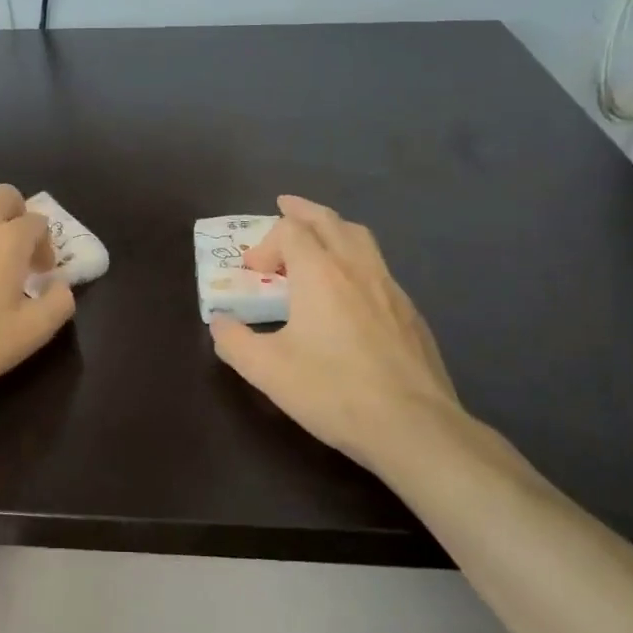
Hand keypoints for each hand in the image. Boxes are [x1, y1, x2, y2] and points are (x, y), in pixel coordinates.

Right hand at [210, 195, 470, 472]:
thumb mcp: (267, 371)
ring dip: (334, 229)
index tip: (252, 272)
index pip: (290, 230)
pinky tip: (351, 291)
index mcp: (320, 273)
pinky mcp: (410, 313)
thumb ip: (234, 341)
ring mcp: (390, 288)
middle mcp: (357, 268)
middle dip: (302, 211)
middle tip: (285, 206)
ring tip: (319, 238)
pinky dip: (356, 261)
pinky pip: (379, 269)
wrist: (413, 426)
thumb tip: (219, 323)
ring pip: (361, 239)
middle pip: (329, 220)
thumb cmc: (333, 391)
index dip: (265, 243)